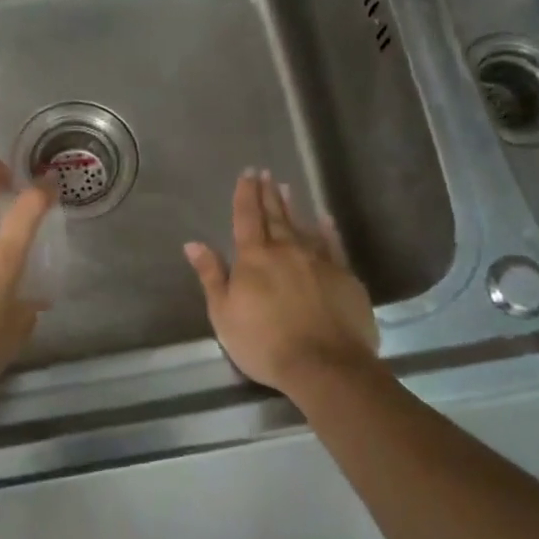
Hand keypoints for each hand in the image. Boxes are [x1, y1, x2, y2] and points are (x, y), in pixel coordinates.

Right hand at [184, 170, 378, 393]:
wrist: (325, 365)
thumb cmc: (264, 343)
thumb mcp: (223, 314)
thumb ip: (211, 275)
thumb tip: (193, 244)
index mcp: (254, 258)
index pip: (246, 218)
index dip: (245, 195)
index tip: (247, 173)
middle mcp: (286, 250)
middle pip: (275, 216)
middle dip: (267, 194)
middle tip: (265, 173)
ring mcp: (318, 261)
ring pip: (303, 225)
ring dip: (293, 206)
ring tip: (287, 188)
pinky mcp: (344, 276)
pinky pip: (333, 244)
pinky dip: (327, 230)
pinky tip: (325, 219)